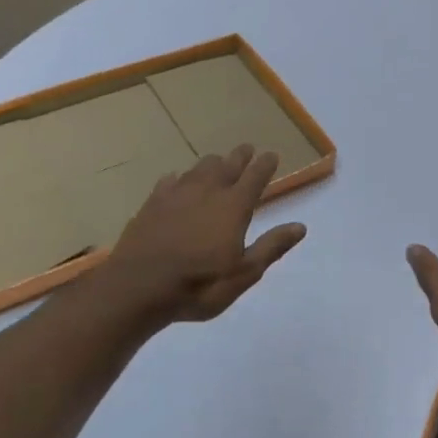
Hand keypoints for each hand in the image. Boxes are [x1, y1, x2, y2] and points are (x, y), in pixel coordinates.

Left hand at [103, 145, 306, 322]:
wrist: (137, 288)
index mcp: (233, 207)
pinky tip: (177, 180)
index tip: (272, 155)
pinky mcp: (151, 205)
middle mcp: (207, 192)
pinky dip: (179, 178)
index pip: (255, 178)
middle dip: (239, 156)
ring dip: (211, 164)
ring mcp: (176, 196)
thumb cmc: (199, 285)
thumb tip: (300, 226)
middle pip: (226, 166)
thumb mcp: (244, 273)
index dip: (265, 165)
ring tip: (216, 162)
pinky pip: (169, 182)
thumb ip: (271, 247)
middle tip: (246, 149)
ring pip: (198, 169)